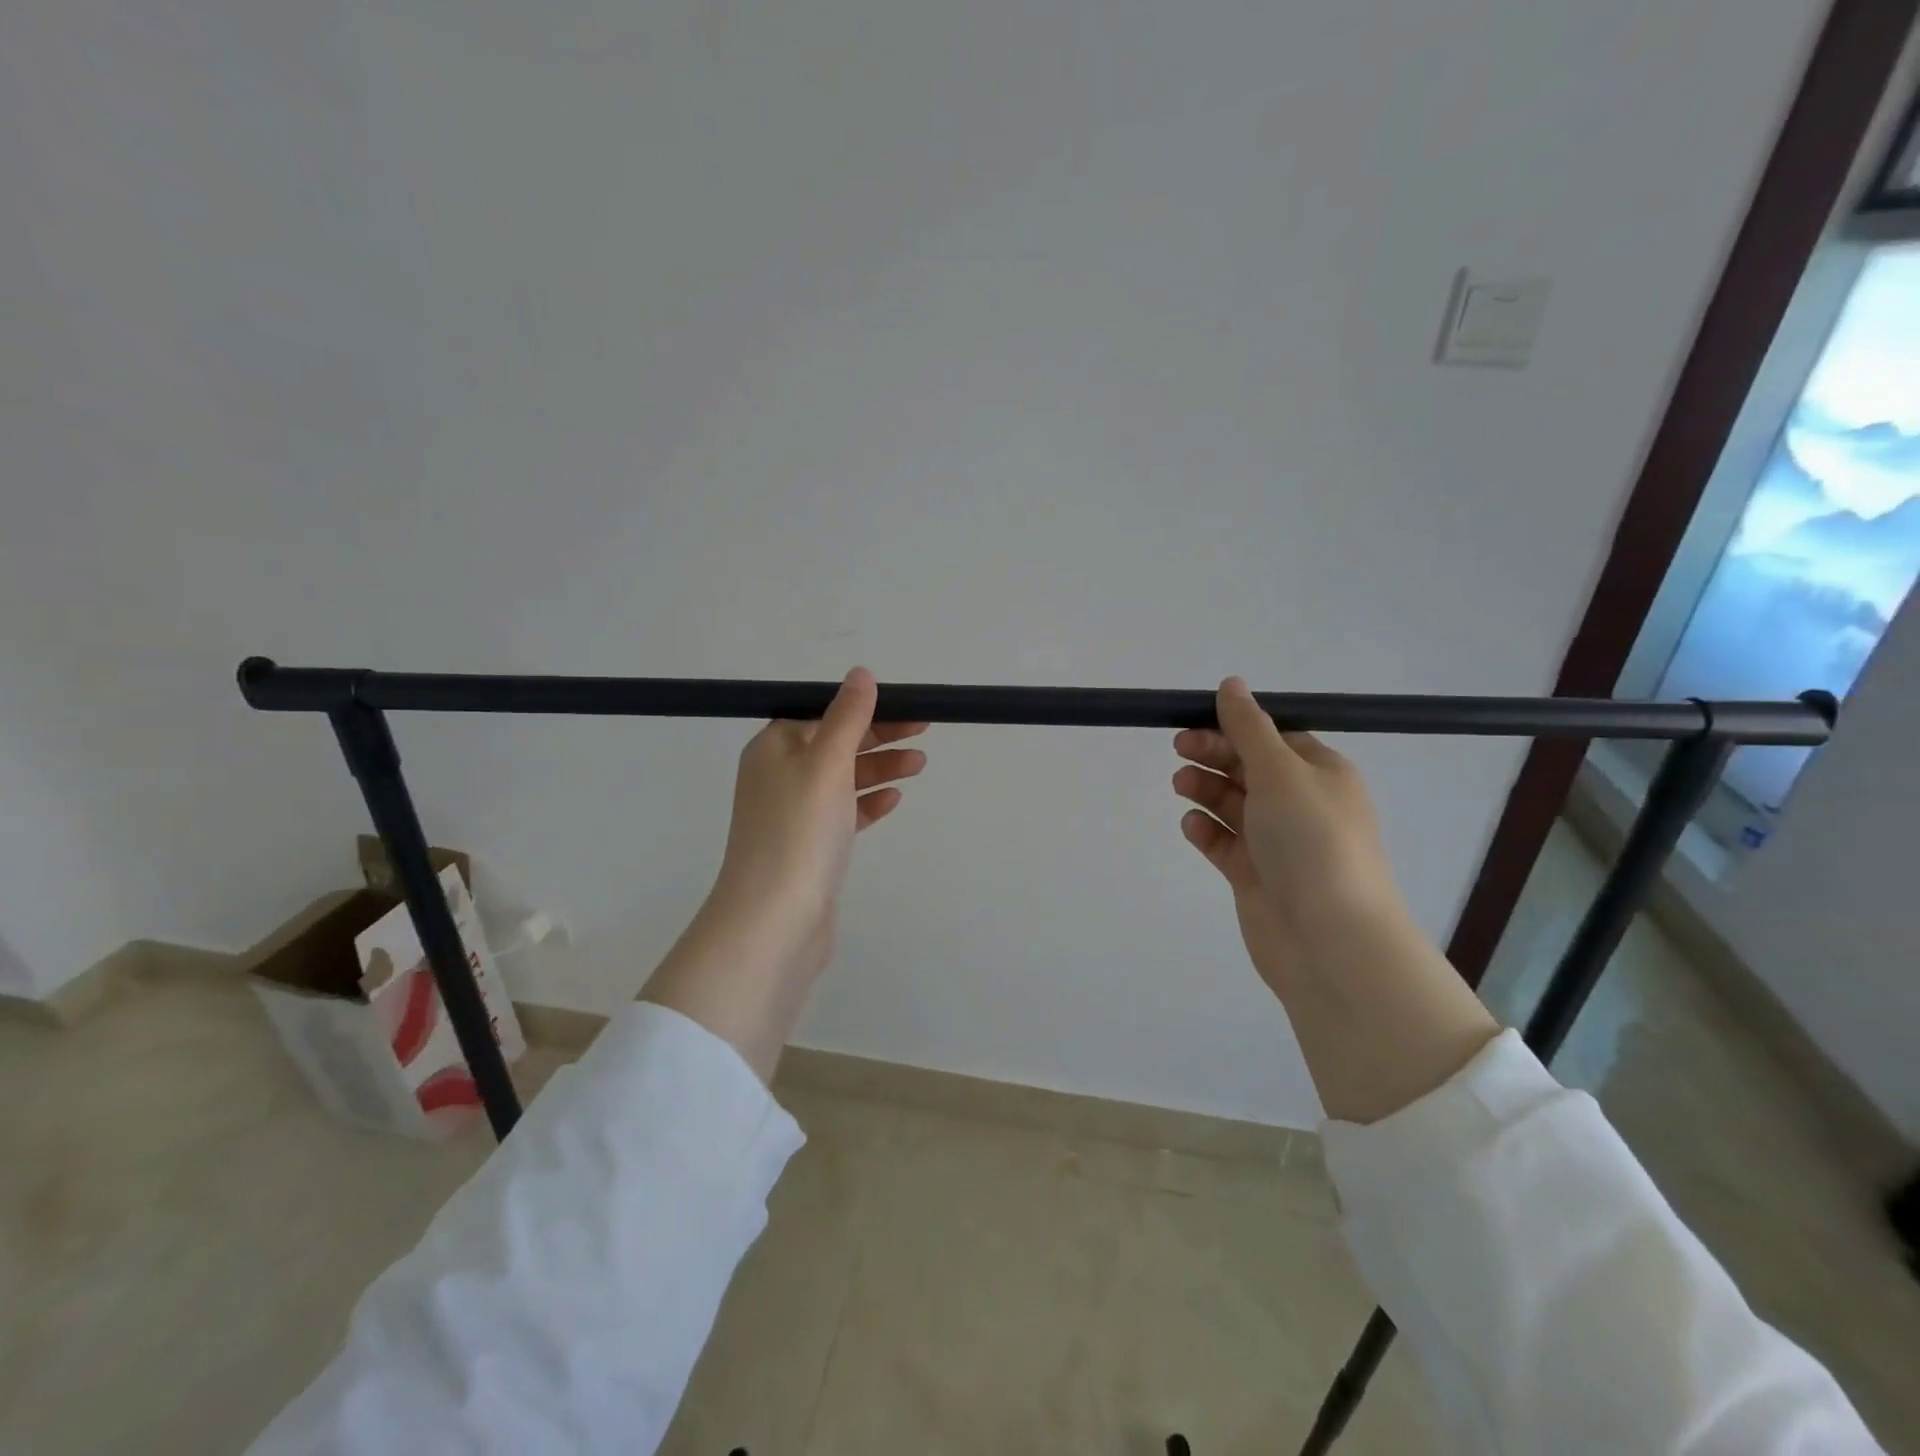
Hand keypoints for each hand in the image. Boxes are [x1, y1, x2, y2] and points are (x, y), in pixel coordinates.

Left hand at [710, 667, 928, 965]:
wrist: (775, 920)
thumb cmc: (799, 831)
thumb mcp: (826, 763)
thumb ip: (847, 717)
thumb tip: (860, 675)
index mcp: (774, 748)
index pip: (822, 712)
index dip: (863, 706)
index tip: (904, 705)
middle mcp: (779, 776)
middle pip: (835, 743)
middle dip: (879, 735)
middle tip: (924, 728)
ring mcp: (794, 814)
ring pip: (843, 778)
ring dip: (880, 767)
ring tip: (920, 764)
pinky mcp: (810, 846)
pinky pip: (843, 813)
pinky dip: (868, 802)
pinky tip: (894, 798)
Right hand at [1173, 676, 1496, 1122]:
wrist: (1328, 939)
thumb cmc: (1311, 841)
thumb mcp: (1280, 772)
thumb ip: (1249, 728)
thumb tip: (1231, 683)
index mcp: (1321, 775)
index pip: (1274, 738)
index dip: (1236, 728)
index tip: (1196, 722)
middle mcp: (1302, 806)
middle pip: (1250, 769)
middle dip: (1215, 756)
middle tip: (1178, 749)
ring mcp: (1279, 844)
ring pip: (1234, 805)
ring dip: (1207, 790)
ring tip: (1181, 786)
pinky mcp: (1257, 876)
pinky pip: (1226, 845)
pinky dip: (1207, 832)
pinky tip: (1191, 827)